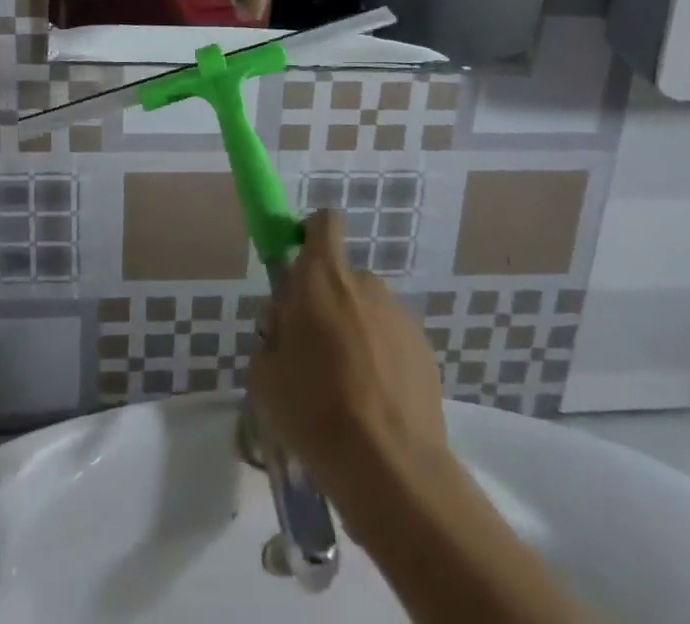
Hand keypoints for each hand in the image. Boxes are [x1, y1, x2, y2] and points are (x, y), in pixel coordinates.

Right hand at [248, 210, 448, 503]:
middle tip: (312, 354)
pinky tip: (373, 406)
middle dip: (326, 304)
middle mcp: (364, 282)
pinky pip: (392, 342)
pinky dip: (381, 361)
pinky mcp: (424, 349)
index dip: (310, 235)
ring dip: (354, 334)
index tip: (299, 270)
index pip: (324, 223)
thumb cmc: (314, 410)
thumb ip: (272, 338)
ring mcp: (399, 314)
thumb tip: (285, 333)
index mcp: (322, 276)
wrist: (389, 466)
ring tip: (345, 391)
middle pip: (341, 278)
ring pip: (367, 312)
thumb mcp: (264, 375)